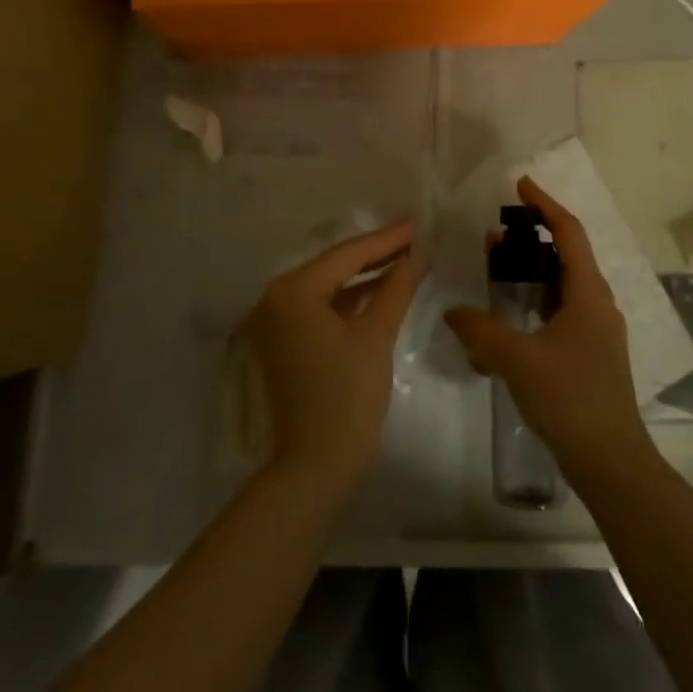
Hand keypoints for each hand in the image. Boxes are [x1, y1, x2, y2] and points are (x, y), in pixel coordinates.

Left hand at [241, 221, 422, 499]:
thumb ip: (397, 288)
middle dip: (376, 254)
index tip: (416, 223)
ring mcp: (274, 323)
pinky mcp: (282, 344)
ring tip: (404, 261)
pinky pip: (320, 309)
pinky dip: (349, 301)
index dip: (386, 239)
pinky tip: (379, 293)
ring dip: (364, 278)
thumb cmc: (347, 397)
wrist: (314, 468)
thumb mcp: (376, 336)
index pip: (347, 255)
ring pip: (327, 288)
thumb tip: (417, 255)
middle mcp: (275, 299)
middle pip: (334, 267)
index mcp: (292, 290)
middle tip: (414, 238)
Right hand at [444, 177, 654, 481]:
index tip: (520, 184)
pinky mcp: (589, 353)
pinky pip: (559, 312)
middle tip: (494, 235)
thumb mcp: (517, 359)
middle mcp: (597, 304)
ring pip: (561, 286)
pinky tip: (506, 321)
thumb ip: (480, 331)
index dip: (545, 204)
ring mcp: (596, 330)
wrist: (611, 461)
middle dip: (530, 240)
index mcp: (589, 293)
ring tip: (495, 269)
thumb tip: (453, 312)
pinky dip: (533, 303)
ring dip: (530, 272)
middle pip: (565, 255)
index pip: (569, 232)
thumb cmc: (570, 398)